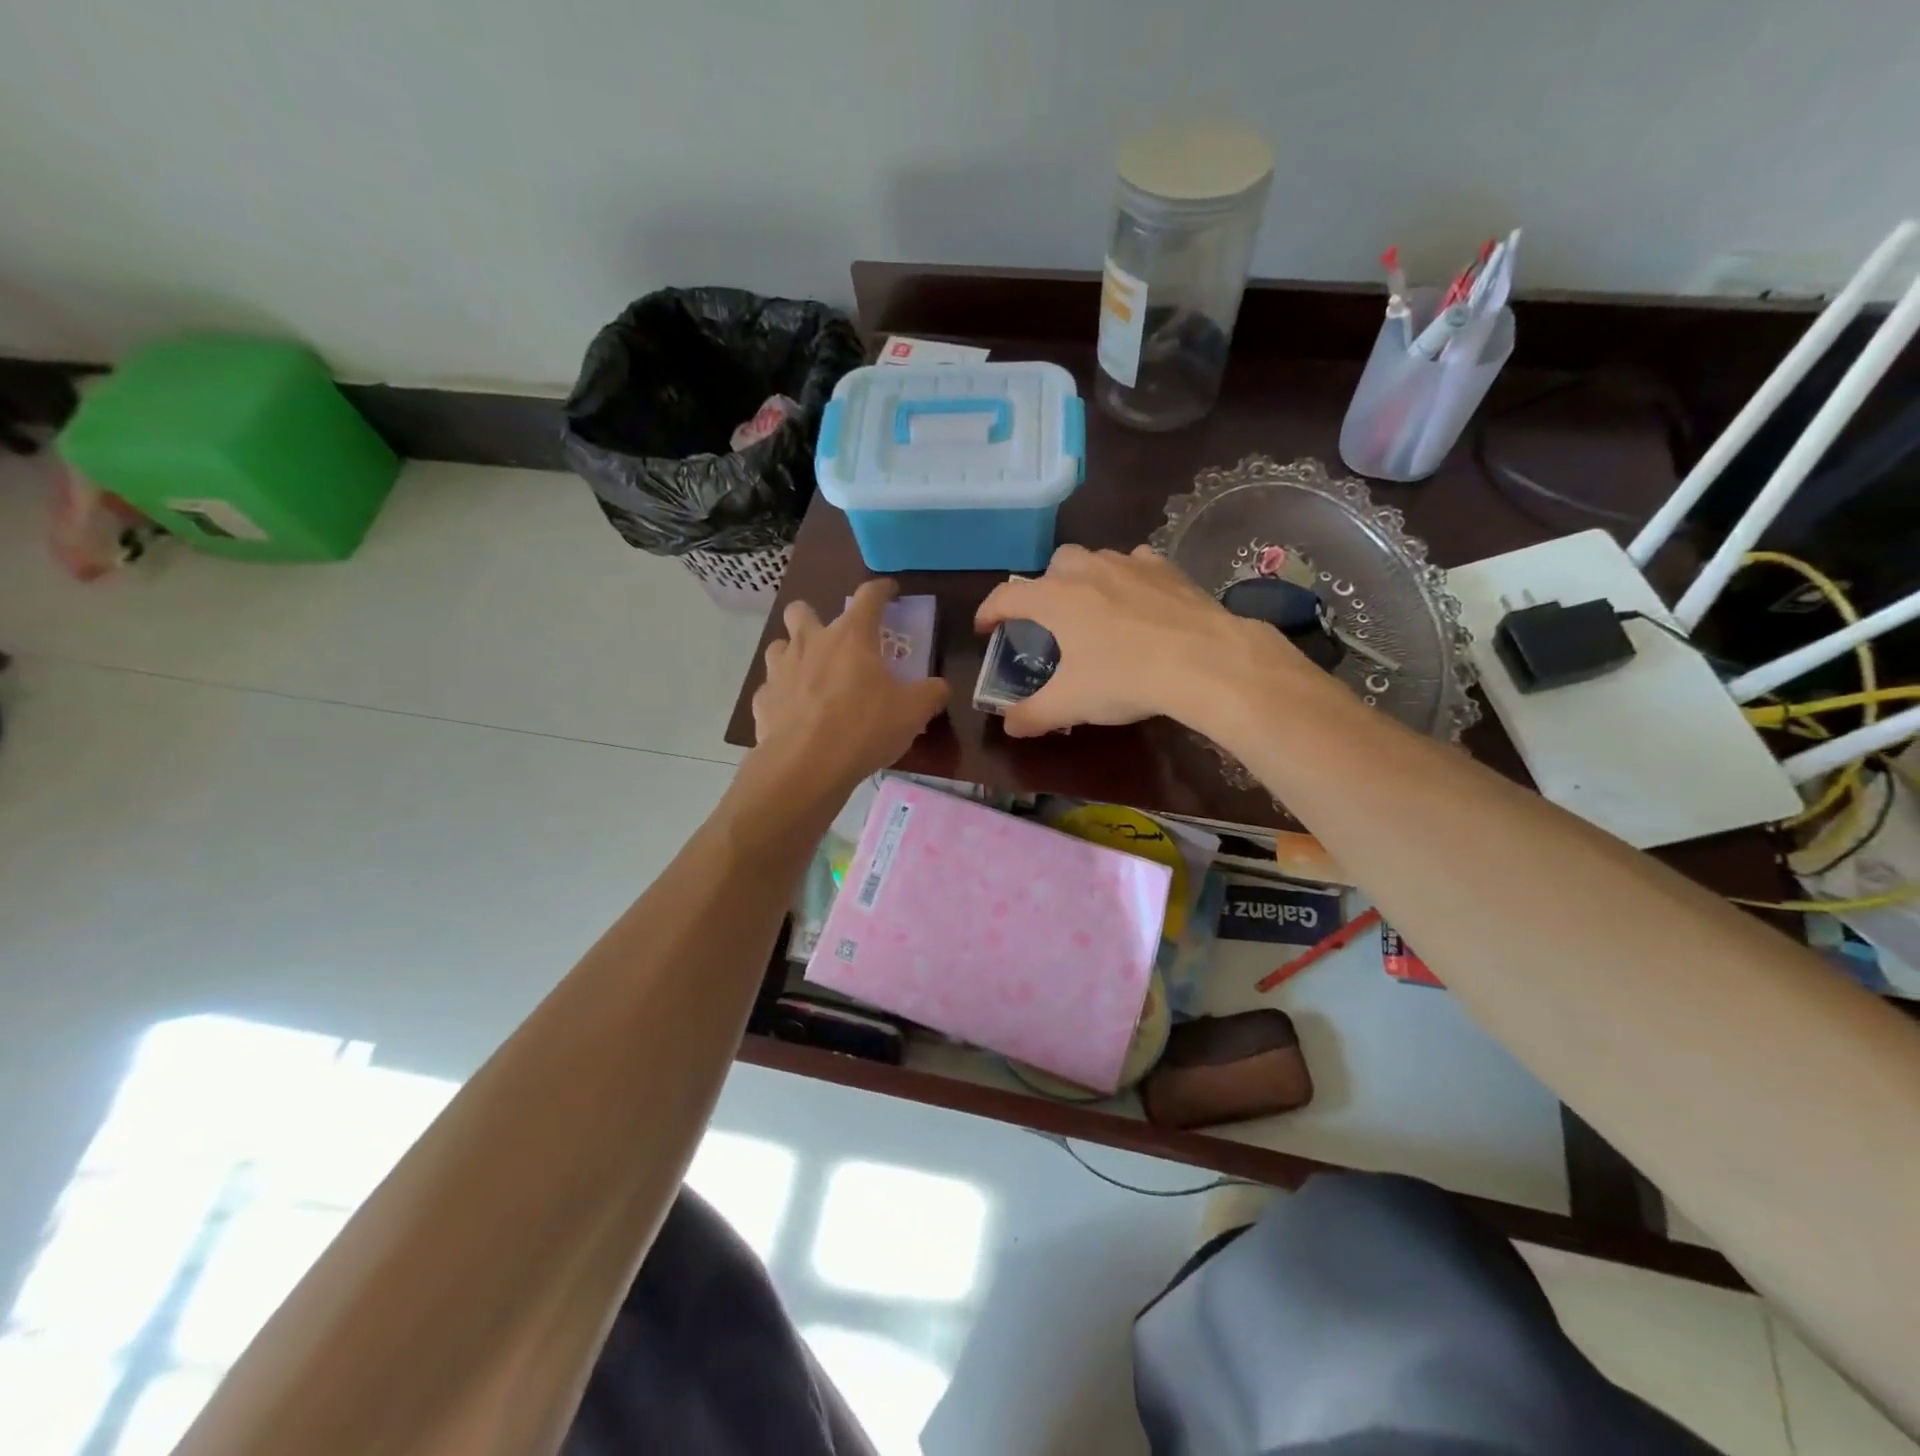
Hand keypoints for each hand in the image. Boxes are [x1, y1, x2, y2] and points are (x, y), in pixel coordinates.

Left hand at [750, 579, 950, 791]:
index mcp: (851, 637)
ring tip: (810, 674)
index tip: (889, 590)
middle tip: (833, 639)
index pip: (868, 596)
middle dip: (814, 616)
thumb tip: (940, 687)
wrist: (806, 765)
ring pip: (779, 645)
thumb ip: (931, 693)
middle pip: (802, 610)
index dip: (881, 589)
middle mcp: (811, 643)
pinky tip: (795, 712)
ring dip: (793, 653)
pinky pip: (770, 688)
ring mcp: (780, 670)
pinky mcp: (762, 700)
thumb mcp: (913, 712)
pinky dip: (782, 695)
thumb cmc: (864, 728)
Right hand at [974, 545, 1302, 737]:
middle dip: (1043, 588)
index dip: (989, 612)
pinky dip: (1127, 578)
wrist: (1204, 660)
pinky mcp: (1166, 569)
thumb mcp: (1069, 704)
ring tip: (1093, 609)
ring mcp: (1129, 563)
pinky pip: (1136, 563)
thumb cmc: (1124, 677)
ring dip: (1085, 579)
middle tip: (1050, 620)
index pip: (1006, 596)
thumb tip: (1009, 725)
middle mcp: (1086, 570)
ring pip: (1095, 559)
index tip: (985, 629)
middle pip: (1052, 566)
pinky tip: (1137, 600)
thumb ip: (1032, 715)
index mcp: (1054, 597)